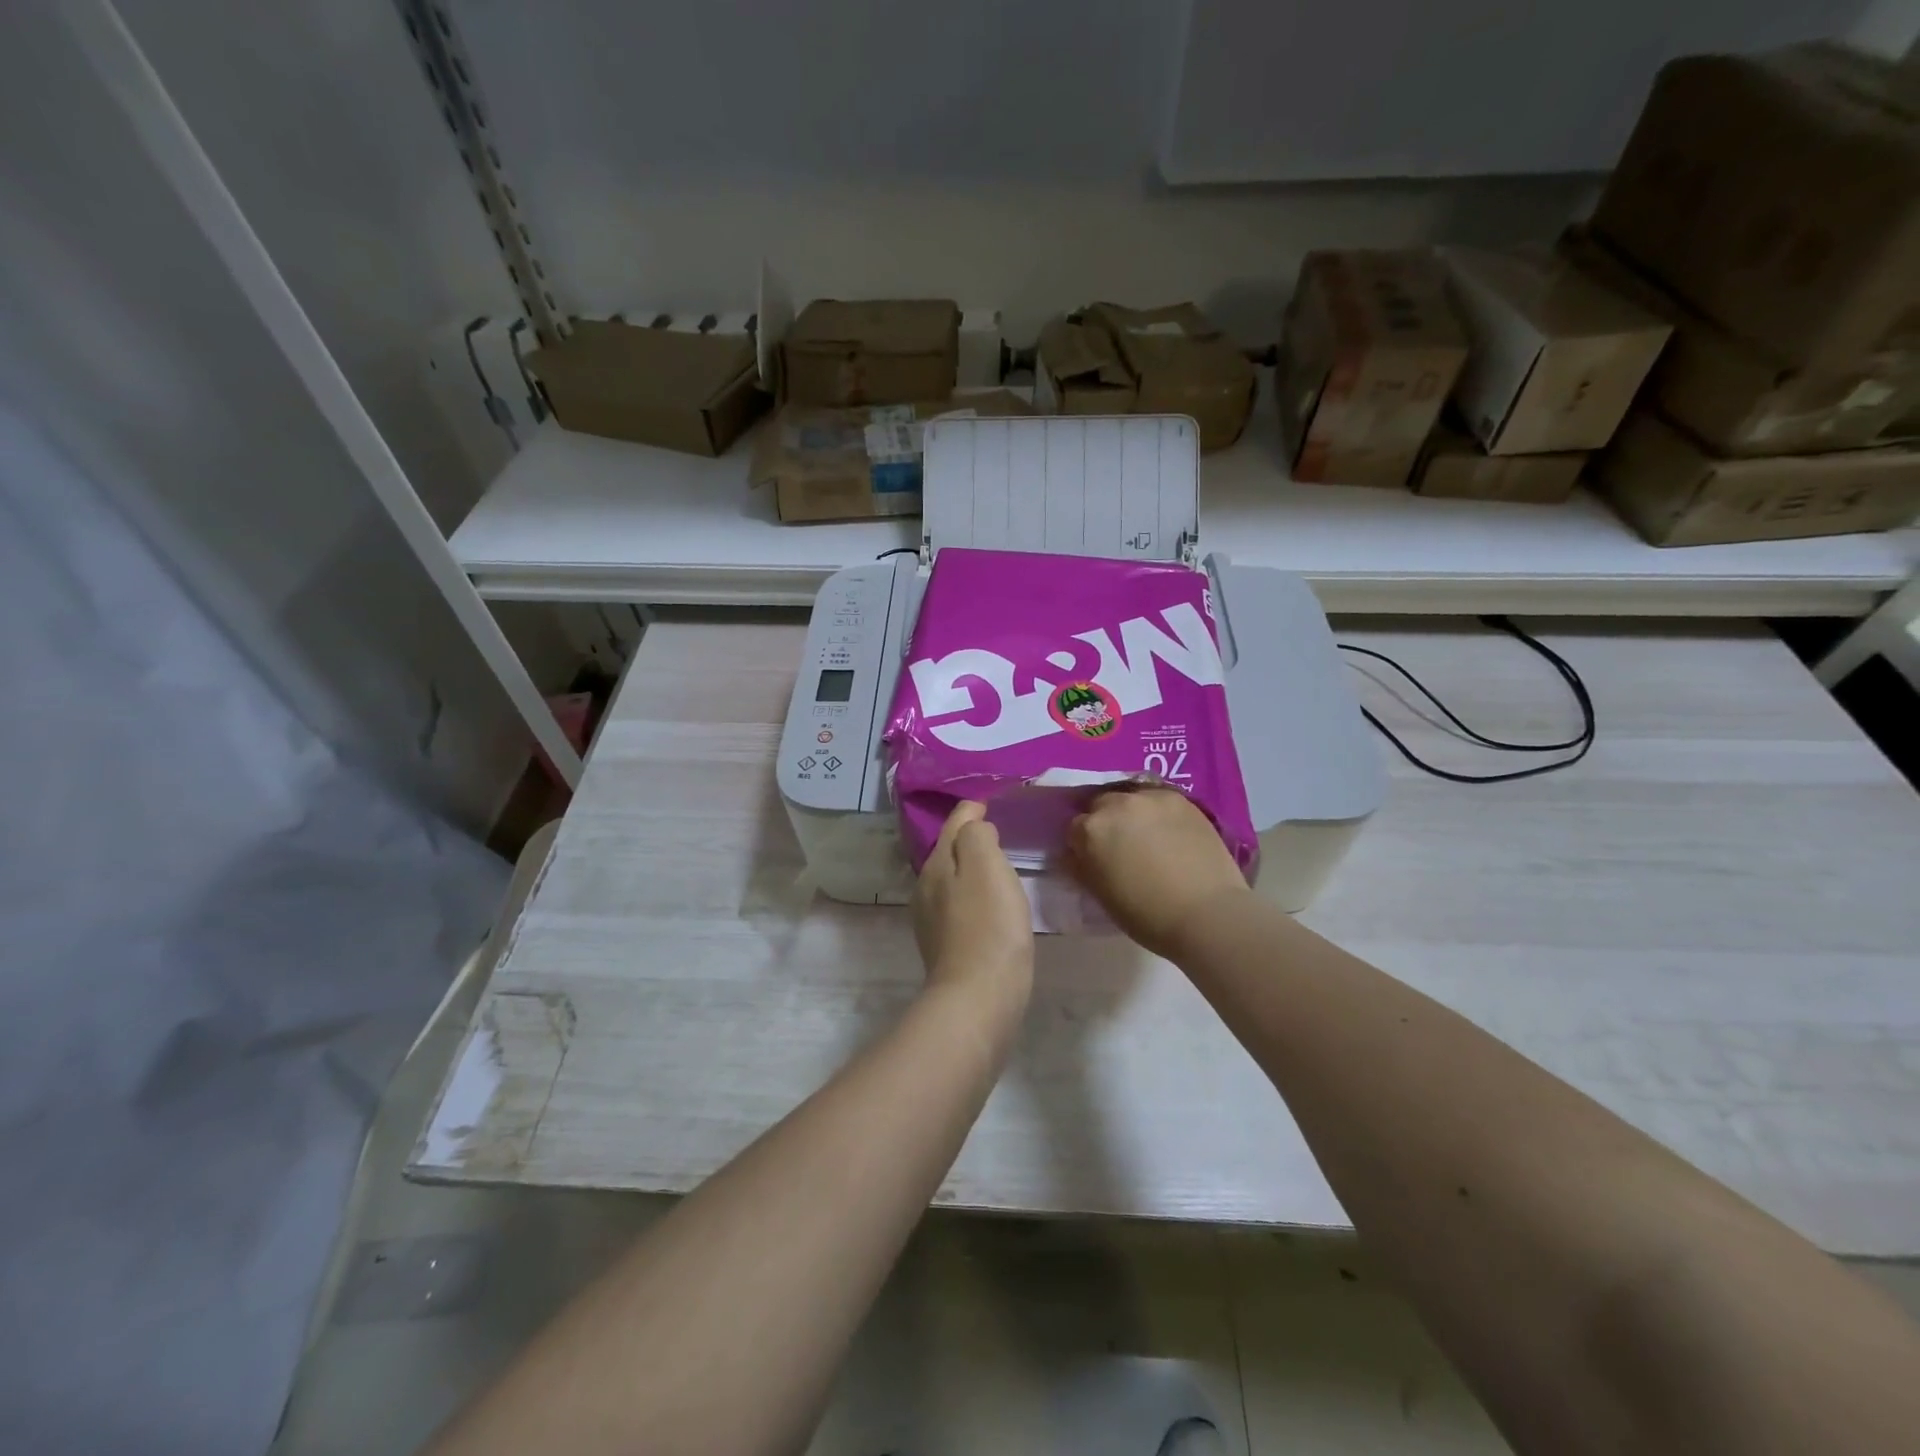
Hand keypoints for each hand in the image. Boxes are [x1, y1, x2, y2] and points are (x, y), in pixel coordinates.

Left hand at [913, 801, 1033, 1006]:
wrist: (978, 998)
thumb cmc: (989, 925)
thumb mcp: (986, 865)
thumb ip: (977, 836)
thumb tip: (974, 826)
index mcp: (936, 864)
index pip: (954, 824)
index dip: (973, 810)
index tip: (993, 805)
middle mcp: (926, 888)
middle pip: (949, 851)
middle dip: (970, 840)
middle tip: (999, 834)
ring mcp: (931, 920)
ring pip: (952, 880)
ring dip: (972, 870)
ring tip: (997, 869)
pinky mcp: (944, 947)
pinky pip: (959, 907)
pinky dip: (974, 898)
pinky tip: (991, 908)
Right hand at [1066, 788, 1249, 959]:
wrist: (1207, 914)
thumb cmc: (1147, 914)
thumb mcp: (1100, 894)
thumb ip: (1082, 866)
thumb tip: (1075, 853)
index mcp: (1091, 830)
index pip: (1074, 827)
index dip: (1082, 844)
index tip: (1093, 857)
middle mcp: (1117, 804)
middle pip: (1100, 804)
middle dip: (1104, 821)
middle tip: (1119, 845)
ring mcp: (1150, 798)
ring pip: (1129, 797)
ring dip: (1130, 812)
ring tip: (1144, 834)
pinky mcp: (1180, 799)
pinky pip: (1157, 798)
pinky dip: (1156, 811)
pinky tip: (1167, 830)